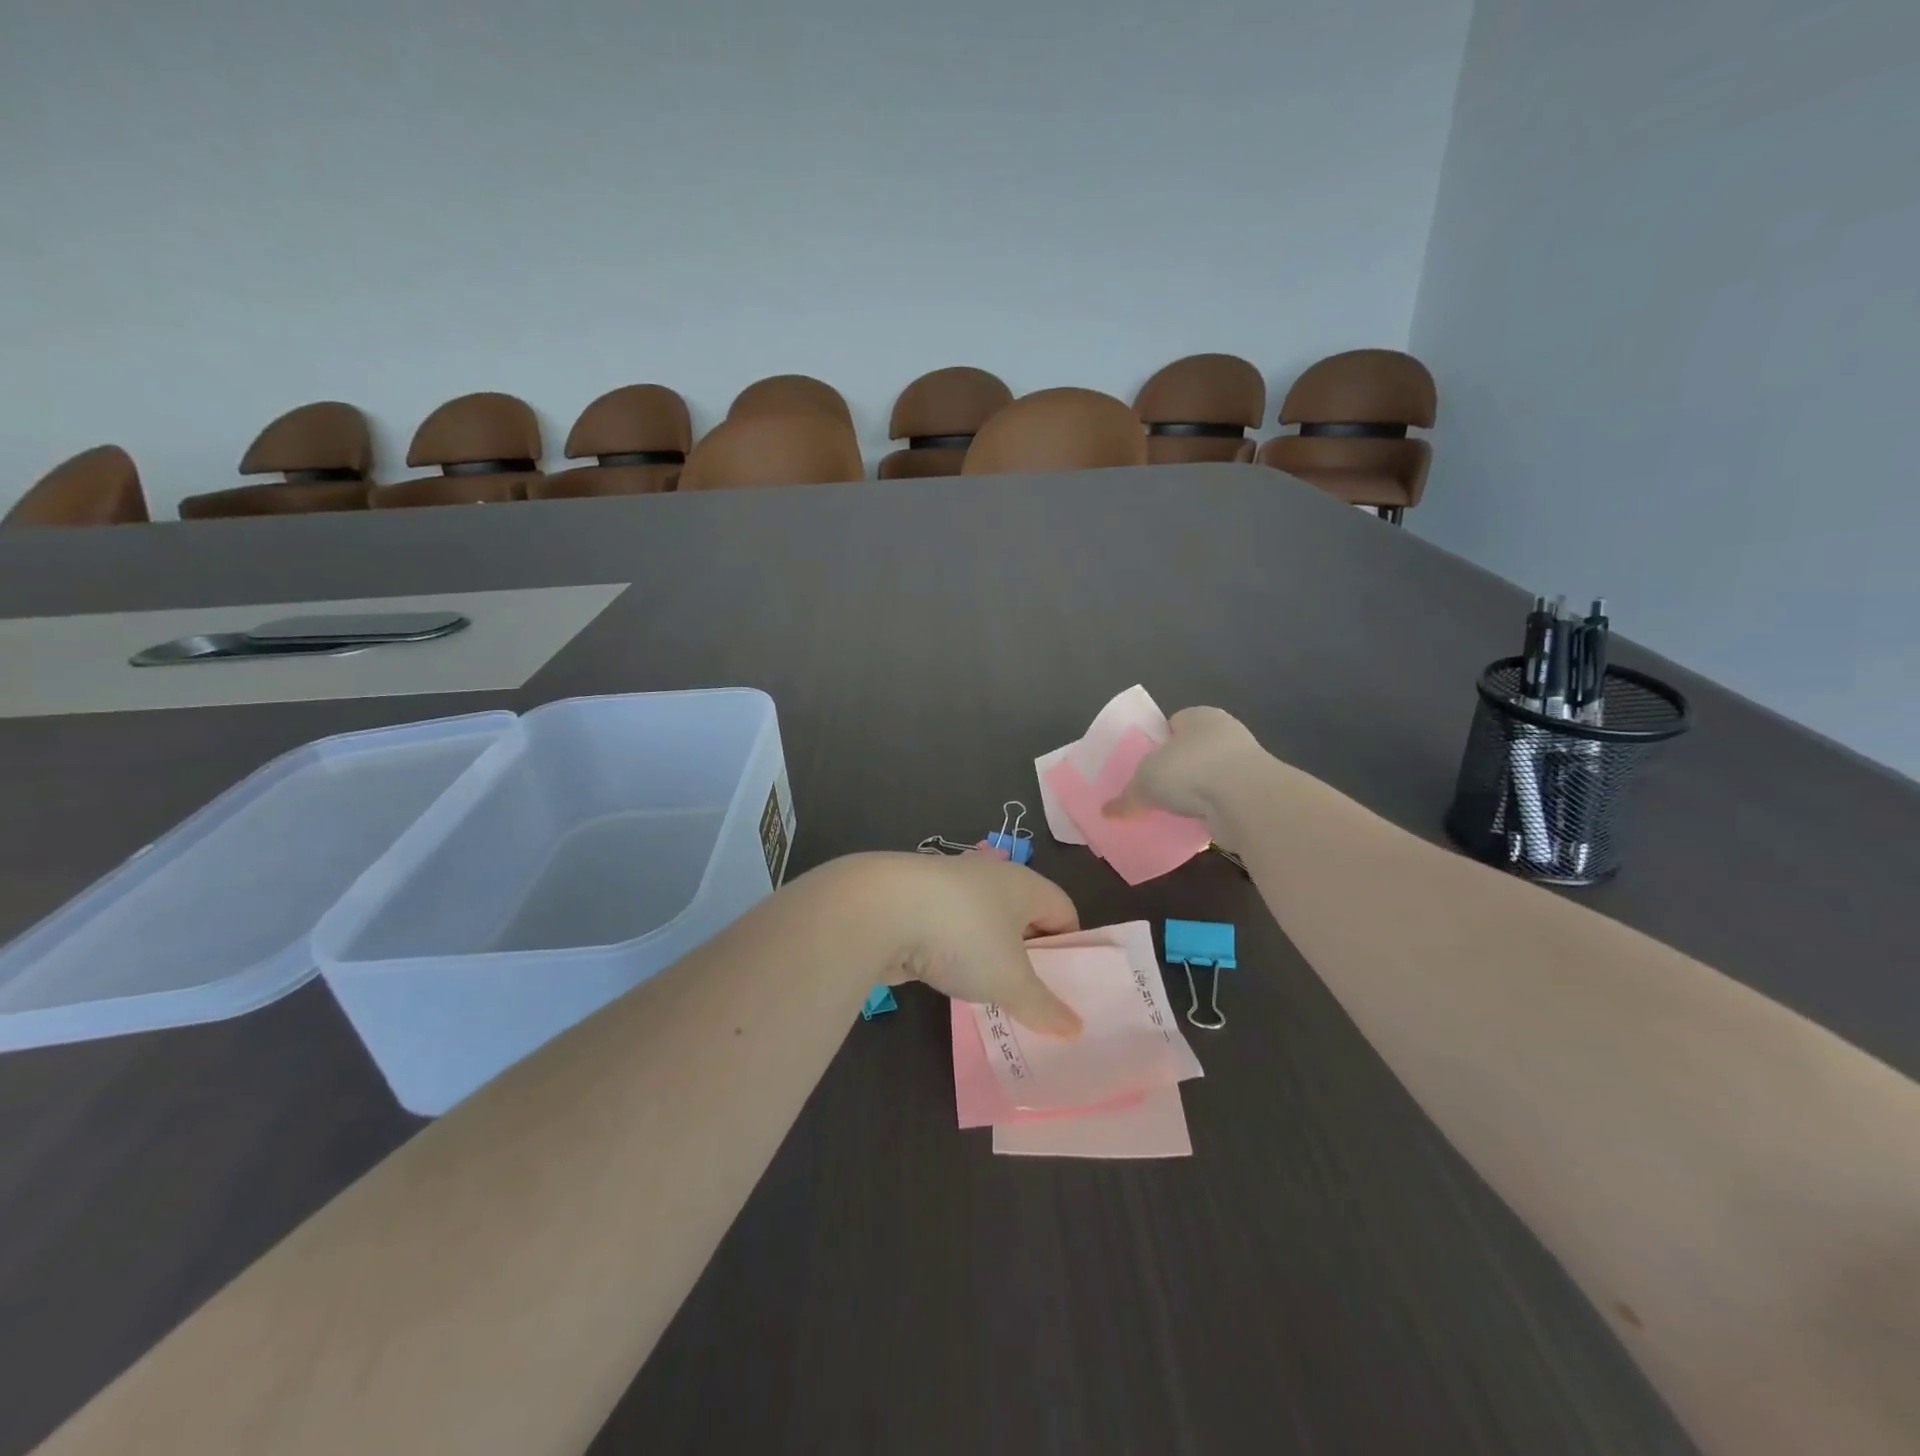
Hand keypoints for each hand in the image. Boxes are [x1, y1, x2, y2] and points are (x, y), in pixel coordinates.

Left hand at [852, 851, 1083, 1037]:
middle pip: (1024, 917)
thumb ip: (1044, 1007)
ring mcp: (950, 887)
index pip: (1064, 911)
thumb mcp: (1010, 981)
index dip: (1070, 947)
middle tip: (1031, 997)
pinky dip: (954, 955)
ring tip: (990, 996)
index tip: (1065, 986)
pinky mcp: (917, 903)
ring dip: (988, 957)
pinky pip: (950, 931)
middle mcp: (991, 877)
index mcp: (1024, 884)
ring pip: (984, 926)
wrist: (881, 909)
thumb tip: (1076, 1030)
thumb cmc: (963, 936)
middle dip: (1029, 956)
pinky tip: (948, 980)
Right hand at [1100, 706, 1264, 826]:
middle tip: (1153, 790)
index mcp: (1198, 716)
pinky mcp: (1255, 792)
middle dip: (1175, 770)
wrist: (1247, 800)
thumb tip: (1107, 812)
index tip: (1142, 765)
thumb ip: (1127, 796)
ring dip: (1195, 792)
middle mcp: (1224, 733)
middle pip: (1191, 751)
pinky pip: (1223, 800)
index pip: (1172, 724)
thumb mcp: (1145, 782)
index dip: (1156, 744)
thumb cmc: (1190, 771)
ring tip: (1172, 811)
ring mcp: (1244, 762)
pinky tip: (1194, 824)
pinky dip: (1211, 811)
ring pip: (1209, 776)